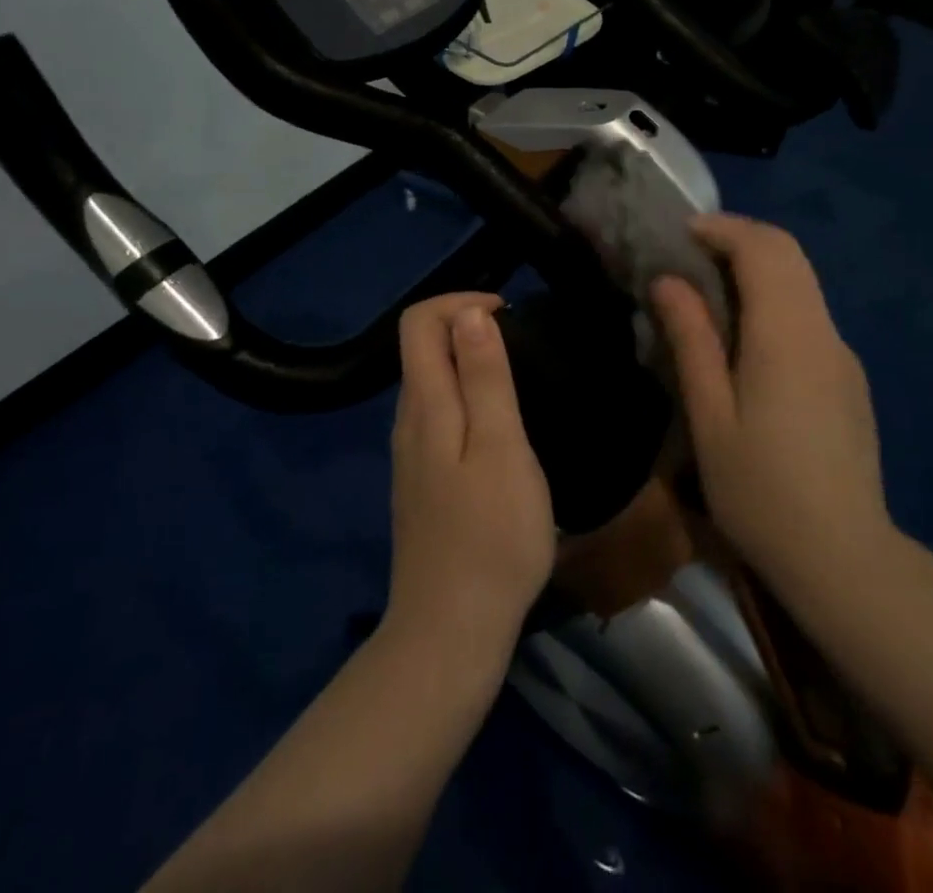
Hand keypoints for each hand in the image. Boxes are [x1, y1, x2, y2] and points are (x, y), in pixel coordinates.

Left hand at [385, 294, 555, 657]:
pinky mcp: (423, 483)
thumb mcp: (500, 447)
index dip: (460, 301)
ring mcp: (411, 455)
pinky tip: (503, 430)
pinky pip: (439, 416)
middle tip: (524, 346)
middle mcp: (408, 421)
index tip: (508, 314)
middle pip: (422, 348)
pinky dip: (468, 399)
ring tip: (521, 381)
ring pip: (432, 383)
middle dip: (468, 327)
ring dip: (470, 363)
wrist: (450, 632)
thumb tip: (470, 313)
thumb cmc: (490, 536)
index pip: (418, 321)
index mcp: (424, 404)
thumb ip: (484, 377)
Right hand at [650, 216, 898, 617]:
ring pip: (803, 282)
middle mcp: (823, 331)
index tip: (681, 233)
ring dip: (758, 267)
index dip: (722, 229)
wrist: (844, 558)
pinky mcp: (848, 378)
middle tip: (690, 251)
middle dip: (740, 238)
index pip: (764, 249)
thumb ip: (692, 340)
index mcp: (787, 335)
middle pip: (790, 254)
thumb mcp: (710, 417)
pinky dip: (774, 298)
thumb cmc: (762, 491)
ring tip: (708, 288)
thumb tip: (668, 281)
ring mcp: (842, 354)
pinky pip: (808, 315)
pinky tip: (744, 336)